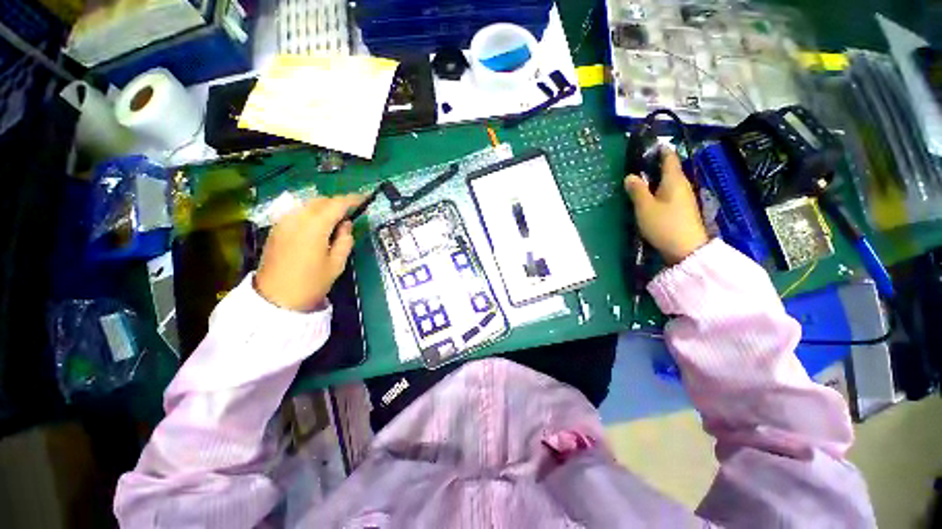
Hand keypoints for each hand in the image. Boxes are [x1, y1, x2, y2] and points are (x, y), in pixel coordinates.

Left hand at [254, 195, 362, 311]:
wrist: (275, 298)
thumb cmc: (311, 283)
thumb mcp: (337, 264)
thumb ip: (345, 240)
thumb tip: (345, 224)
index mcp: (315, 226)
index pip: (336, 204)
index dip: (352, 199)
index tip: (364, 198)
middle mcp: (297, 218)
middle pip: (321, 201)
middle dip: (338, 202)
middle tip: (351, 212)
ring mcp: (284, 222)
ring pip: (308, 205)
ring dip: (324, 207)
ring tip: (336, 219)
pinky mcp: (277, 228)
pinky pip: (298, 212)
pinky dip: (311, 213)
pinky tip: (318, 225)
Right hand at [624, 149, 708, 264]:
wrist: (686, 249)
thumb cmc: (664, 224)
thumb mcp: (645, 207)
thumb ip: (637, 190)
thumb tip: (630, 176)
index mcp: (674, 180)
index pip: (669, 158)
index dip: (660, 150)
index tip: (648, 146)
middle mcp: (682, 185)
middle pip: (669, 169)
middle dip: (654, 165)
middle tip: (636, 165)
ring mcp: (683, 198)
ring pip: (668, 182)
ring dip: (655, 179)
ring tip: (638, 180)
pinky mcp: (681, 209)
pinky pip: (668, 193)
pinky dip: (658, 190)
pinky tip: (648, 197)